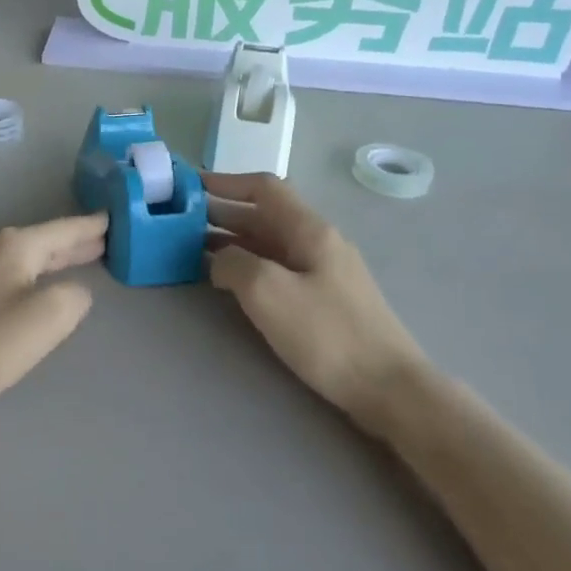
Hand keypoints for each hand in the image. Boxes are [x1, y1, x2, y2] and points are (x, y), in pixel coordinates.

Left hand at [0, 213, 108, 416]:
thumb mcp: (49, 317)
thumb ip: (74, 296)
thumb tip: (71, 292)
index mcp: (13, 245)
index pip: (63, 230)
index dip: (91, 227)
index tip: (112, 218)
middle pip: (41, 242)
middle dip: (72, 243)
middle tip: (102, 241)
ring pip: (21, 259)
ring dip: (50, 260)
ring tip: (74, 261)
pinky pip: (4, 276)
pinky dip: (28, 276)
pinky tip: (31, 288)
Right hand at [206, 172, 429, 429]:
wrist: (390, 388)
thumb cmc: (327, 334)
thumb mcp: (268, 292)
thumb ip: (233, 263)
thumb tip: (219, 259)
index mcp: (309, 230)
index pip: (264, 188)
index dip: (226, 181)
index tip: (190, 185)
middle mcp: (317, 242)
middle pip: (264, 215)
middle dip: (222, 213)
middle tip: (181, 220)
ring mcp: (323, 271)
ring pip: (269, 243)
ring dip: (231, 241)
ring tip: (192, 249)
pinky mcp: (323, 299)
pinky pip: (277, 268)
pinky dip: (247, 265)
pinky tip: (227, 281)